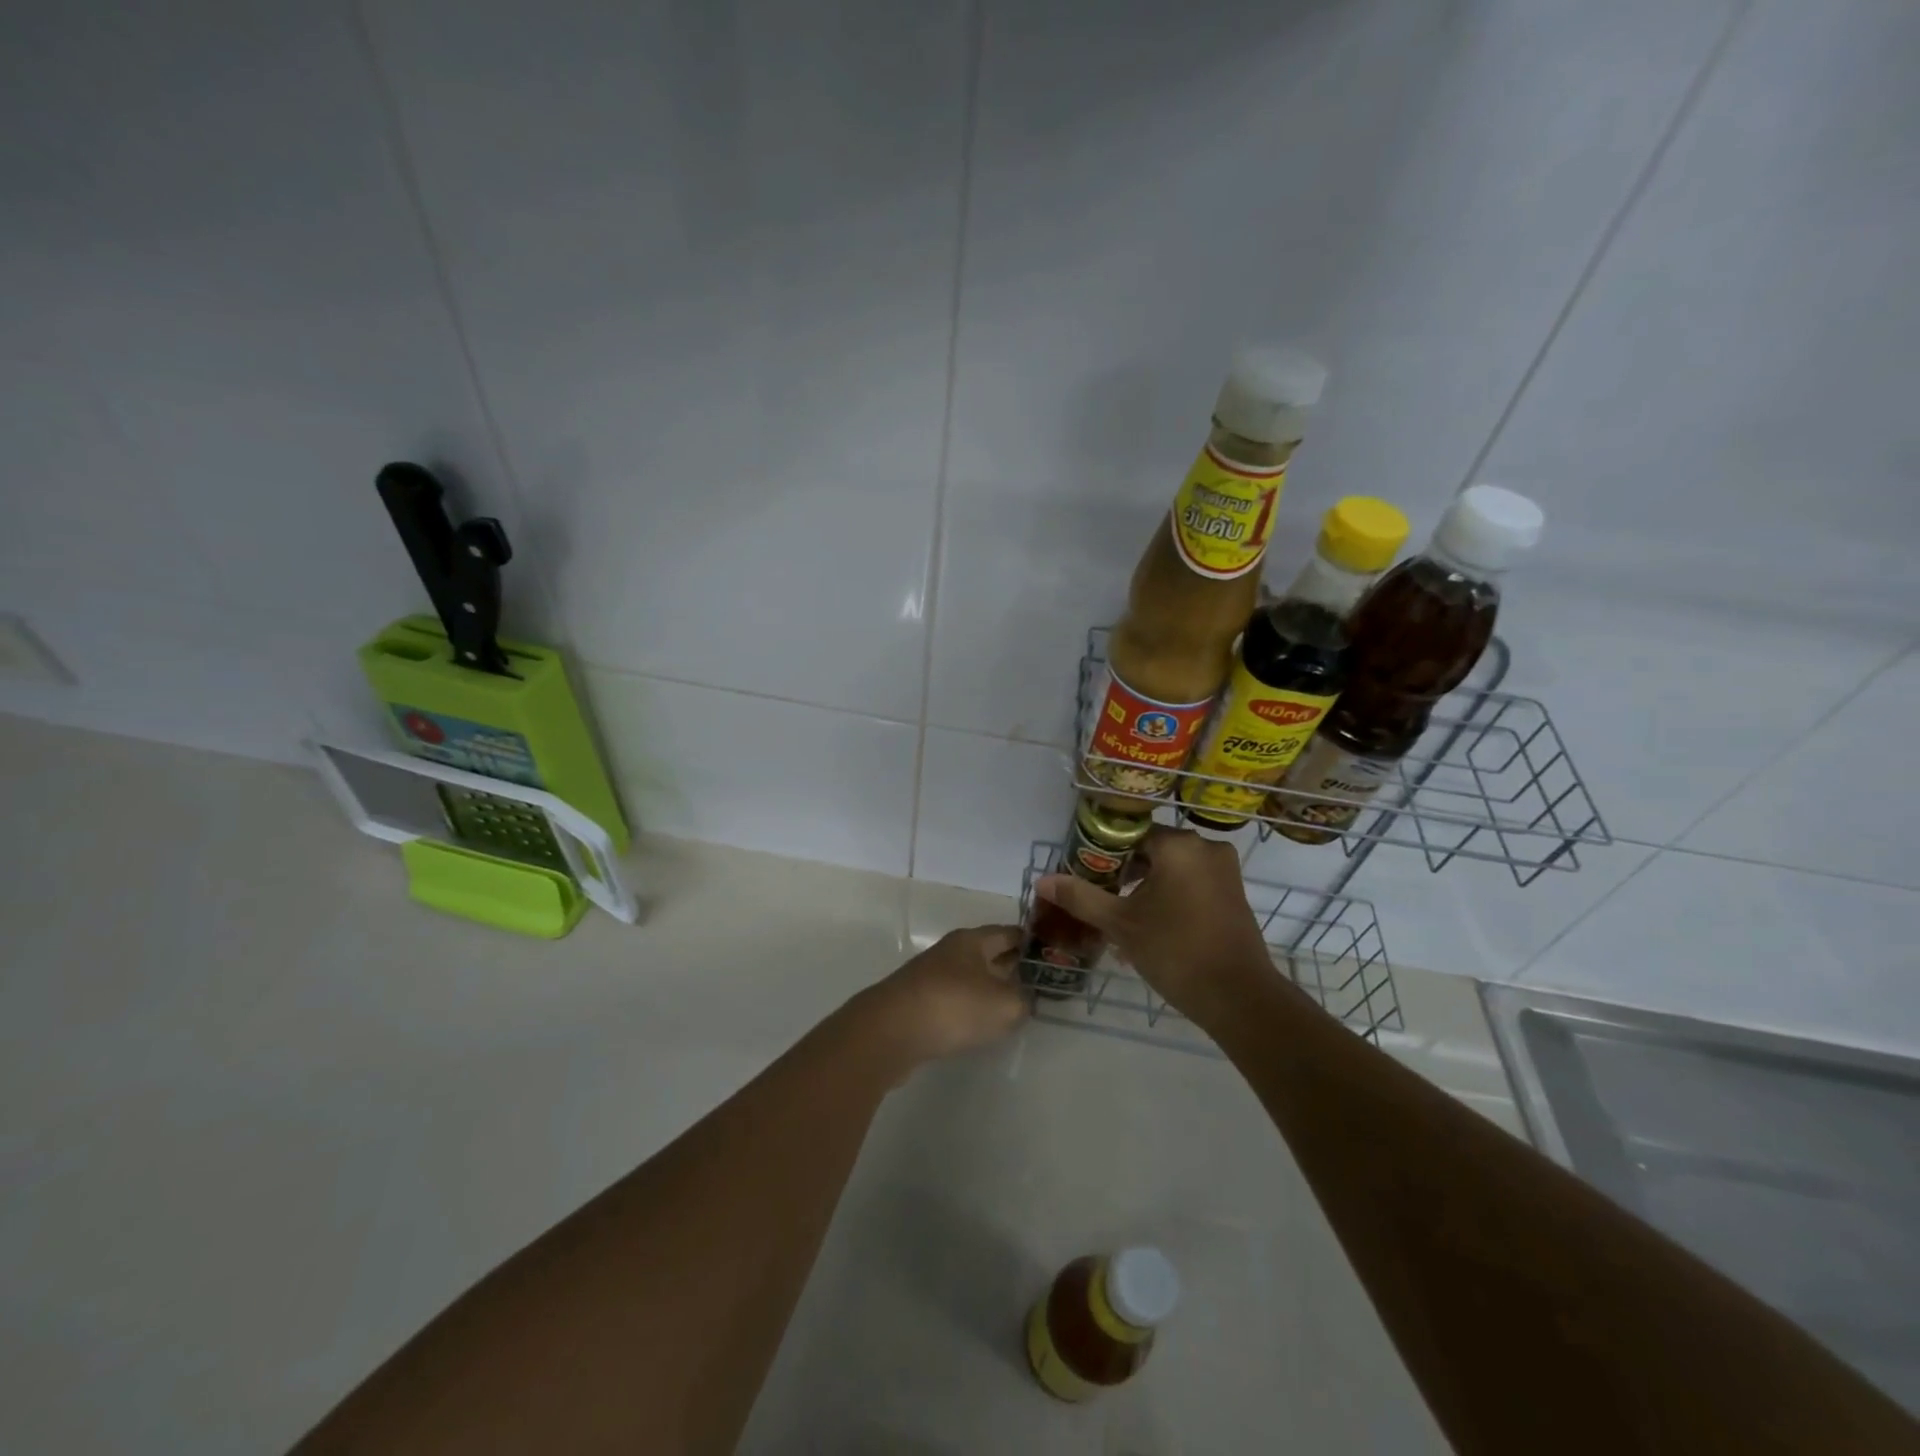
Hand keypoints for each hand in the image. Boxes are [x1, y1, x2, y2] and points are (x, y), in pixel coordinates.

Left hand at [851, 925, 1026, 1070]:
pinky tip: (980, 1026)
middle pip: (990, 954)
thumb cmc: (953, 1006)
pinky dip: (971, 1009)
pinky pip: (954, 1000)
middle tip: (1040, 983)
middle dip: (1013, 966)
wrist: (890, 1031)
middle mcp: (951, 952)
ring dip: (991, 989)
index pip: (1010, 933)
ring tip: (1015, 1006)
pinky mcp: (919, 1003)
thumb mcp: (1004, 1005)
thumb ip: (1023, 1001)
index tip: (1053, 954)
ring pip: (971, 978)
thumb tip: (1024, 1000)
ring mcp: (932, 977)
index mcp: (973, 940)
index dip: (1033, 942)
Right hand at [1035, 827, 1274, 1019]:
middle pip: (1152, 849)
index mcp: (1178, 845)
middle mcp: (1205, 847)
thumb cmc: (1175, 951)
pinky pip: (1192, 882)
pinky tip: (1151, 923)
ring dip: (1146, 885)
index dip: (1103, 853)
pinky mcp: (1233, 893)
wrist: (1238, 997)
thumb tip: (1042, 880)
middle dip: (1124, 872)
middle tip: (1100, 897)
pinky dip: (1170, 894)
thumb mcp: (1120, 923)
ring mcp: (1224, 870)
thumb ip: (1081, 897)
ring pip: (1172, 867)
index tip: (1086, 875)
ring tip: (1121, 915)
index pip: (1129, 834)